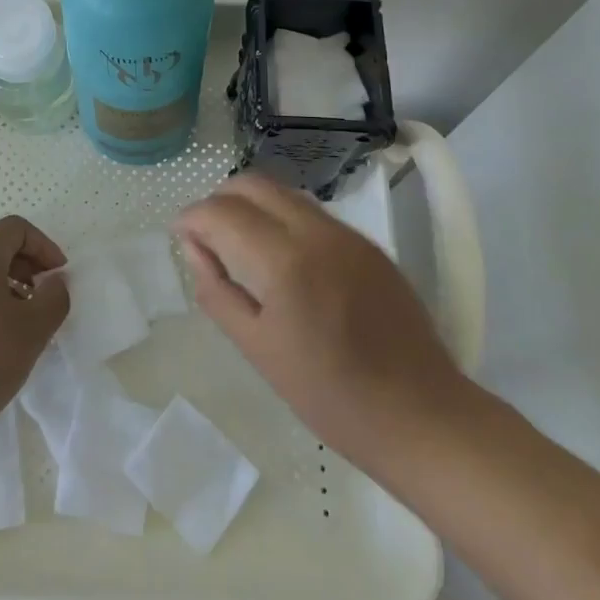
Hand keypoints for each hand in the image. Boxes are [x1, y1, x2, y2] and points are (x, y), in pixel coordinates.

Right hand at [175, 173, 473, 478]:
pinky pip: (312, 212)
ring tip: (238, 243)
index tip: (179, 234)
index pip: (223, 212)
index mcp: (284, 261)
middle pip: (253, 184)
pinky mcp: (368, 243)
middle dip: (219, 200)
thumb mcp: (259, 349)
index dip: (193, 217)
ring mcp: (347, 233)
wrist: (420, 414)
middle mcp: (316, 231)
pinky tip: (280, 255)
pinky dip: (282, 217)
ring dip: (251, 204)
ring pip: (283, 192)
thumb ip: (218, 291)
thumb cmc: (330, 396)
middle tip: (205, 235)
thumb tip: (194, 249)